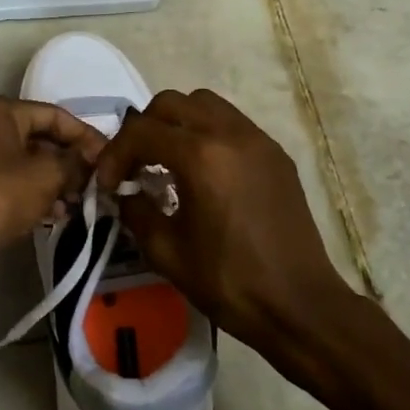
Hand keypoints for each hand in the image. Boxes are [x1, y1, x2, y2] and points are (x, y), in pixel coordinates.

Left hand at [0, 97, 104, 285]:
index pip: (53, 114)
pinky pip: (9, 183)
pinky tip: (57, 214)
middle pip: (38, 138)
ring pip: (24, 163)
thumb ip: (75, 162)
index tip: (110, 156)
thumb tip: (94, 158)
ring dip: (54, 181)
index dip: (85, 135)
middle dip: (69, 161)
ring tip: (80, 202)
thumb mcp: (46, 176)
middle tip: (97, 182)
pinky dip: (33, 194)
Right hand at [95, 89, 349, 352]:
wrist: (299, 305)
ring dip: (177, 124)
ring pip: (205, 104)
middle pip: (172, 103)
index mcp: (201, 157)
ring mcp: (258, 140)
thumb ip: (135, 210)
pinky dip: (207, 134)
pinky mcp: (276, 154)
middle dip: (144, 129)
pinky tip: (203, 173)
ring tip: (168, 162)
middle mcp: (230, 134)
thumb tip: (125, 191)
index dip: (115, 154)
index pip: (141, 131)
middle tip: (135, 166)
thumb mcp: (166, 251)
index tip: (110, 184)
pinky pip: (232, 123)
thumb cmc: (229, 282)